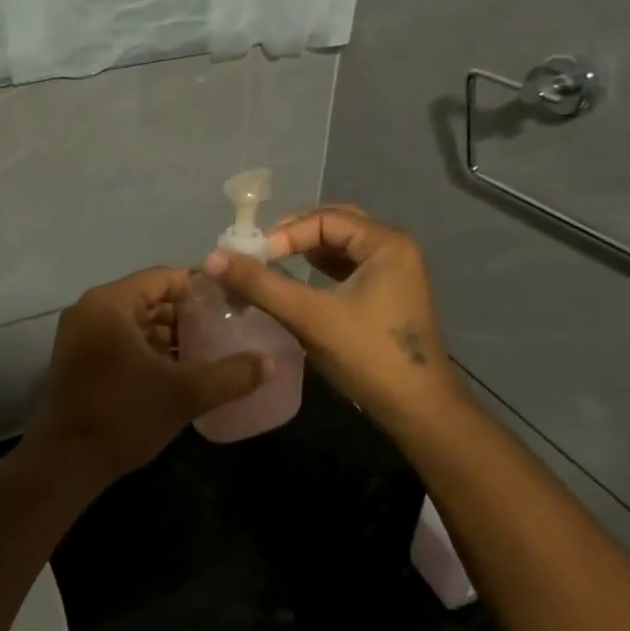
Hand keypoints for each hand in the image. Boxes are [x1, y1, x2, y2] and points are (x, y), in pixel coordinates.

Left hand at [23, 267, 267, 488]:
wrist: (65, 462)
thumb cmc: (123, 415)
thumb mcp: (184, 394)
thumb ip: (230, 375)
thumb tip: (270, 363)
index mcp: (111, 303)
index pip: (164, 278)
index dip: (200, 288)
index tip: (231, 303)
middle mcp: (90, 308)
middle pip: (148, 298)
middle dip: (186, 313)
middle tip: (224, 327)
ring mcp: (80, 334)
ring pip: (134, 321)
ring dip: (167, 333)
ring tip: (207, 348)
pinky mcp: (78, 358)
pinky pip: (120, 339)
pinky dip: (147, 347)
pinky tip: (176, 368)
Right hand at [203, 207, 468, 430]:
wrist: (418, 411)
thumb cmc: (368, 356)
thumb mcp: (309, 316)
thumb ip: (260, 284)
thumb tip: (212, 257)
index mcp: (386, 244)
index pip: (325, 219)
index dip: (286, 233)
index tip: (255, 256)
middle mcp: (394, 251)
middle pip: (335, 226)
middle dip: (295, 235)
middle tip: (262, 251)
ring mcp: (393, 275)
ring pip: (341, 248)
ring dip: (306, 252)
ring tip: (272, 264)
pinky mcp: (387, 298)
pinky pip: (347, 270)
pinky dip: (319, 270)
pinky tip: (296, 283)